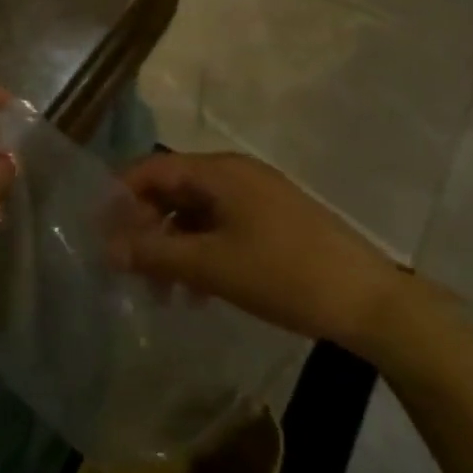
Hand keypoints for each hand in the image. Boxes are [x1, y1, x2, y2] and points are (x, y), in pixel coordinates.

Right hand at [110, 151, 407, 353]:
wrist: (373, 302)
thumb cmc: (284, 274)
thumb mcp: (211, 266)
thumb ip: (155, 254)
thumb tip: (107, 249)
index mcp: (218, 171)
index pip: (151, 170)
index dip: (120, 197)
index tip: (100, 233)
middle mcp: (234, 173)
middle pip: (172, 190)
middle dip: (146, 228)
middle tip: (130, 269)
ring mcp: (257, 196)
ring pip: (196, 213)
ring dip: (172, 246)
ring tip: (163, 293)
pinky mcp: (273, 221)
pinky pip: (221, 226)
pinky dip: (201, 252)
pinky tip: (198, 292)